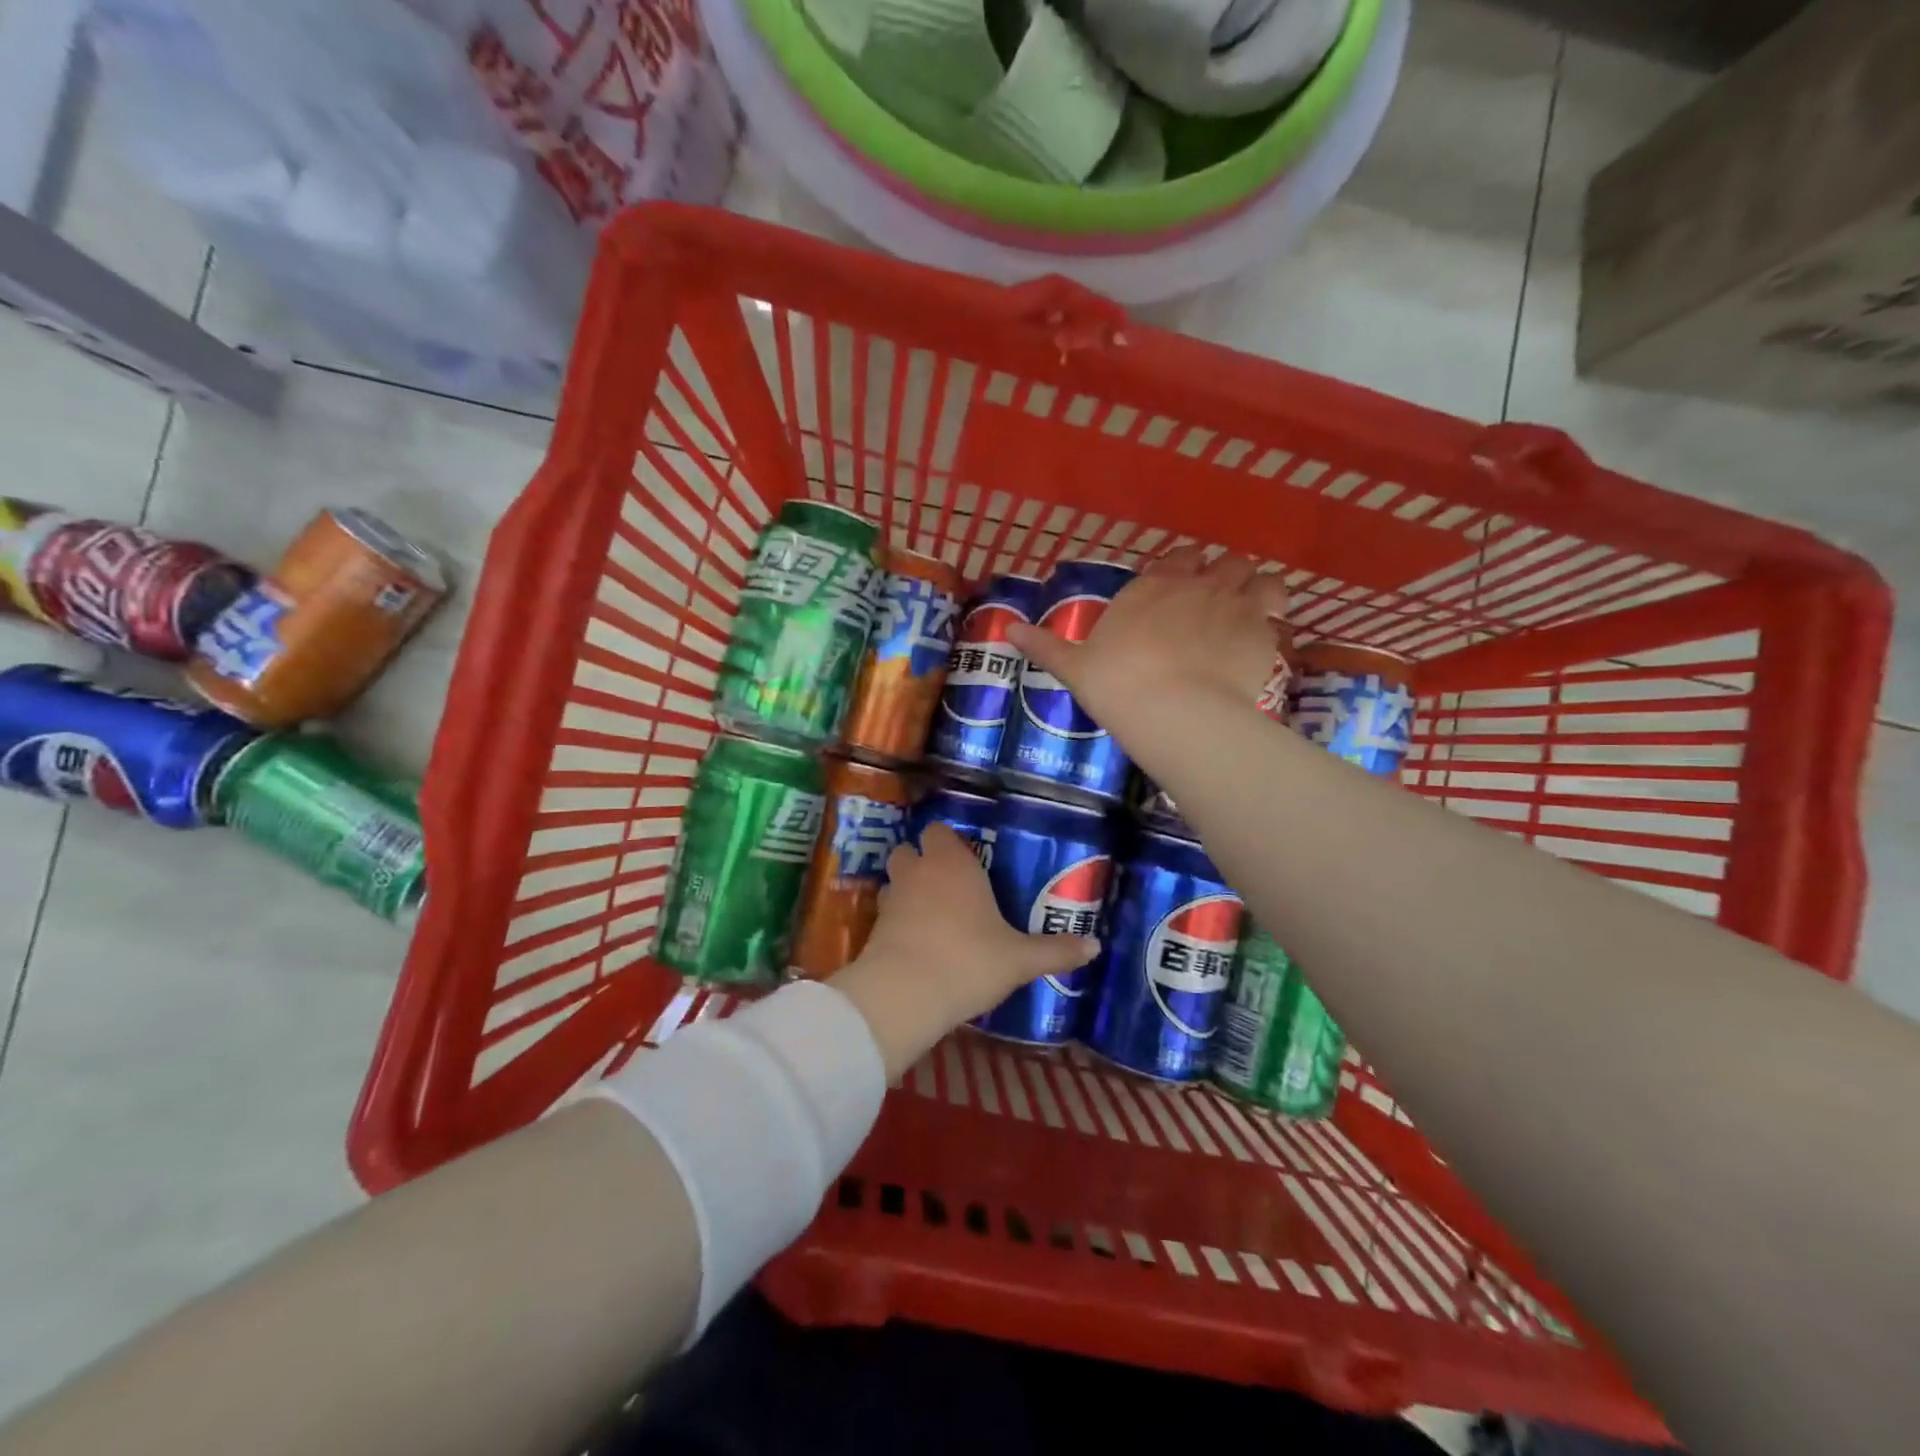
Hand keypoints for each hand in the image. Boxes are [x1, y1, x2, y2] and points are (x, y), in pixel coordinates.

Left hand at [828, 825, 1098, 1080]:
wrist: (905, 995)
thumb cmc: (968, 961)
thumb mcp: (1019, 959)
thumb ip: (1055, 951)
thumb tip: (1096, 946)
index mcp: (952, 863)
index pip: (940, 830)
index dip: (950, 840)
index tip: (969, 857)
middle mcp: (918, 871)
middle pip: (910, 849)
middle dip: (925, 861)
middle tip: (951, 884)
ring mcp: (892, 898)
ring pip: (895, 879)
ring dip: (908, 888)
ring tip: (932, 912)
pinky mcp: (874, 927)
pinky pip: (887, 911)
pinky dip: (898, 919)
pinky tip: (918, 941)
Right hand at [1006, 546, 1288, 733]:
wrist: (1171, 712)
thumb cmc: (1116, 684)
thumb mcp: (1073, 667)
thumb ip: (1045, 645)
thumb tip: (1007, 630)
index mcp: (1154, 586)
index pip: (1180, 557)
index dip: (1184, 567)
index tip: (1182, 583)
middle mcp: (1198, 585)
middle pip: (1226, 561)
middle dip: (1225, 575)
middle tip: (1218, 600)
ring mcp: (1236, 606)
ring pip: (1262, 578)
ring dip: (1258, 588)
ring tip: (1252, 611)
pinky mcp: (1263, 635)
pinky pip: (1278, 614)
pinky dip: (1273, 622)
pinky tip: (1263, 641)